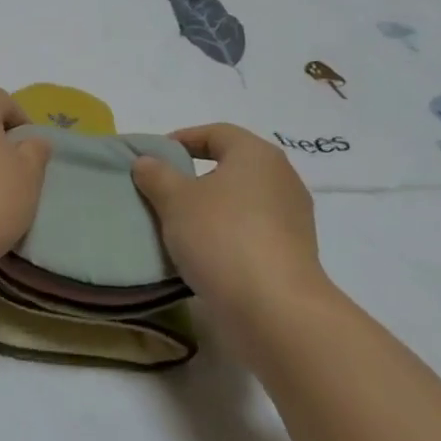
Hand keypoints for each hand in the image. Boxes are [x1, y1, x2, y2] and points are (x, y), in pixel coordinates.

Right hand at [131, 125, 325, 322]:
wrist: (274, 308)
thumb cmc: (221, 236)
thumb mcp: (174, 200)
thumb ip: (156, 175)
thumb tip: (146, 162)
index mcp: (256, 155)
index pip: (216, 133)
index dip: (182, 139)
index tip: (155, 157)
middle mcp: (282, 178)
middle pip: (231, 166)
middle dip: (195, 176)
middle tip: (162, 191)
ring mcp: (293, 217)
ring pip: (242, 201)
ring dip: (211, 208)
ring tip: (178, 224)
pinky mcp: (293, 252)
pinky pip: (252, 230)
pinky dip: (227, 234)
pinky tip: (203, 252)